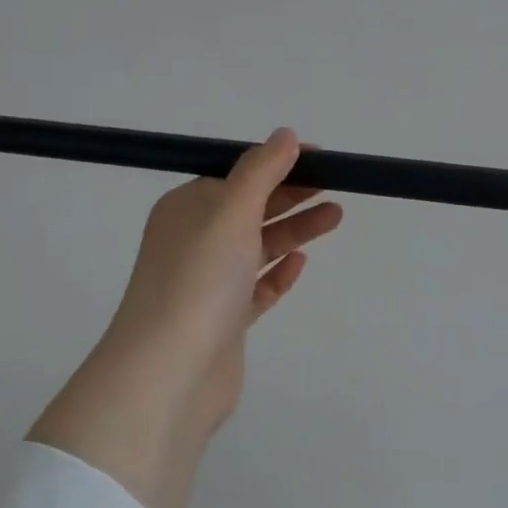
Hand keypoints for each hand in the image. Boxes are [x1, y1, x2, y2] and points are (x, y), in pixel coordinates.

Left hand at [28, 129, 342, 507]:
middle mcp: (194, 242)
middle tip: (337, 186)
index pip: (237, 175)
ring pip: (257, 248)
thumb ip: (261, 171)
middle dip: (292, 195)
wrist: (171, 371)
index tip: (321, 159)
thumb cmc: (199, 279)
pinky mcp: (224, 321)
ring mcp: (209, 284)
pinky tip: (301, 263)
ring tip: (335, 216)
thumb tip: (285, 135)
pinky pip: (256, 289)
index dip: (278, 164)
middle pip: (251, 209)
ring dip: (293, 230)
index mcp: (187, 209)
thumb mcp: (230, 211)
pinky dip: (278, 274)